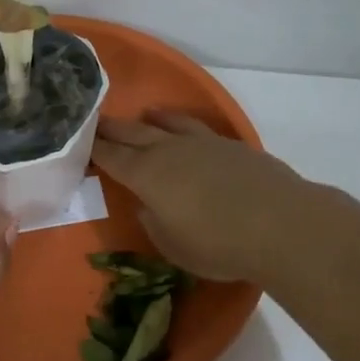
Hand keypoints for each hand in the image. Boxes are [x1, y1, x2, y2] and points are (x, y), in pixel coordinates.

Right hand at [92, 112, 310, 283]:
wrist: (280, 225)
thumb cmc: (218, 244)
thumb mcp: (173, 245)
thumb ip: (153, 222)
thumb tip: (147, 205)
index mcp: (147, 176)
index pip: (112, 158)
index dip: (94, 149)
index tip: (79, 141)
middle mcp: (170, 152)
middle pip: (134, 134)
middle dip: (112, 129)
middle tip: (94, 121)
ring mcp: (203, 144)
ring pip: (168, 124)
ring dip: (150, 120)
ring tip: (141, 115)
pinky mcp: (231, 146)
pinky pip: (197, 128)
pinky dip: (182, 124)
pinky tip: (185, 130)